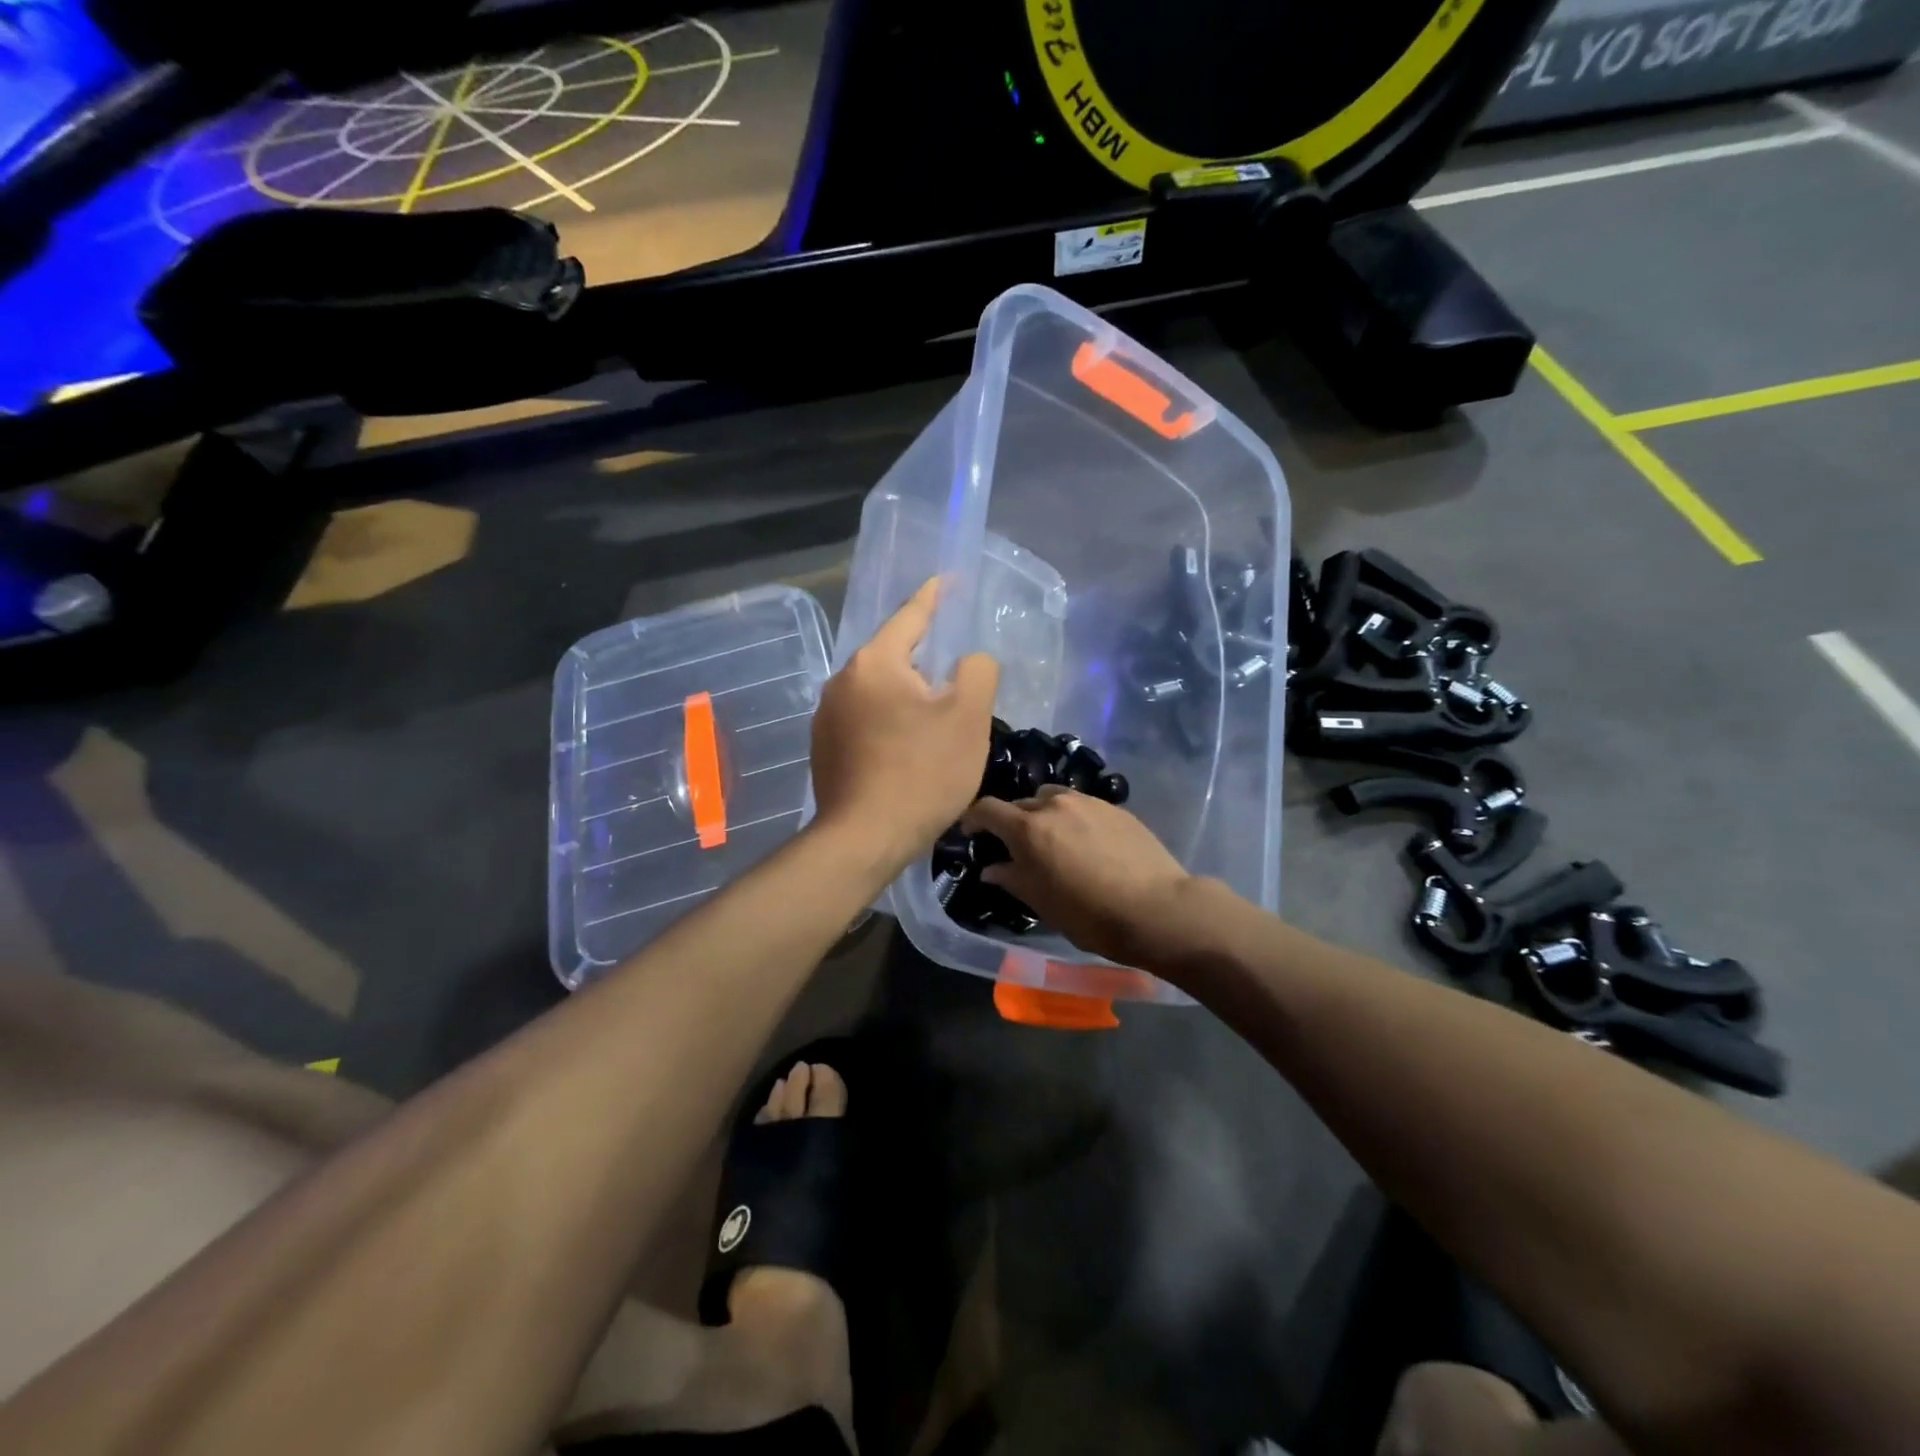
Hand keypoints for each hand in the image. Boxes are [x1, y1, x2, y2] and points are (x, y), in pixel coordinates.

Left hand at [810, 579, 998, 871]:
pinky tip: (907, 751)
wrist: (865, 838)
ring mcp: (826, 717)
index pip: (910, 615)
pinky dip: (889, 723)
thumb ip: (977, 671)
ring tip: (936, 723)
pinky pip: (865, 720)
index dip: (935, 596)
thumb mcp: (968, 717)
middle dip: (925, 663)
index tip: (948, 580)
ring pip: (879, 692)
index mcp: (875, 662)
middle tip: (957, 681)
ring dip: (908, 698)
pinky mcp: (823, 748)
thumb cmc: (922, 772)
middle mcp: (842, 681)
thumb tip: (967, 662)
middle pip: (894, 657)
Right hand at [960, 787, 1199, 968]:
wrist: (1157, 909)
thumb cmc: (1090, 914)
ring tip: (1051, 839)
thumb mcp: (1042, 903)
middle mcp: (1055, 805)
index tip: (970, 832)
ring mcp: (1088, 802)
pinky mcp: (1115, 807)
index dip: (973, 819)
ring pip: (1052, 799)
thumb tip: (991, 869)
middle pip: (1020, 803)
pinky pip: (1081, 805)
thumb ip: (1012, 878)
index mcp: (1029, 828)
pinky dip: (1072, 818)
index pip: (987, 809)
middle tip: (1015, 847)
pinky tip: (1084, 842)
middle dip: (1011, 822)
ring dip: (1043, 814)